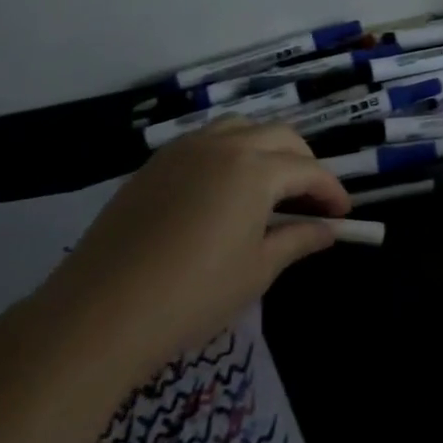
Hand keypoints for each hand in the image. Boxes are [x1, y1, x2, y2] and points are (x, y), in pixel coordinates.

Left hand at [24, 119, 348, 385]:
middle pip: (280, 136)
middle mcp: (222, 145)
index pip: (309, 170)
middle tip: (312, 199)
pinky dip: (230, 152)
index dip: (332, 191)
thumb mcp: (256, 271)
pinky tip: (225, 189)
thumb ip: (298, 240)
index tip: (344, 216)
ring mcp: (183, 150)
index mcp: (254, 169)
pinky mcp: (154, 165)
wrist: (98, 314)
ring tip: (271, 186)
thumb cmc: (192, 296)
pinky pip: (205, 141)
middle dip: (305, 163)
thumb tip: (328, 231)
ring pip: (240, 128)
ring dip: (266, 149)